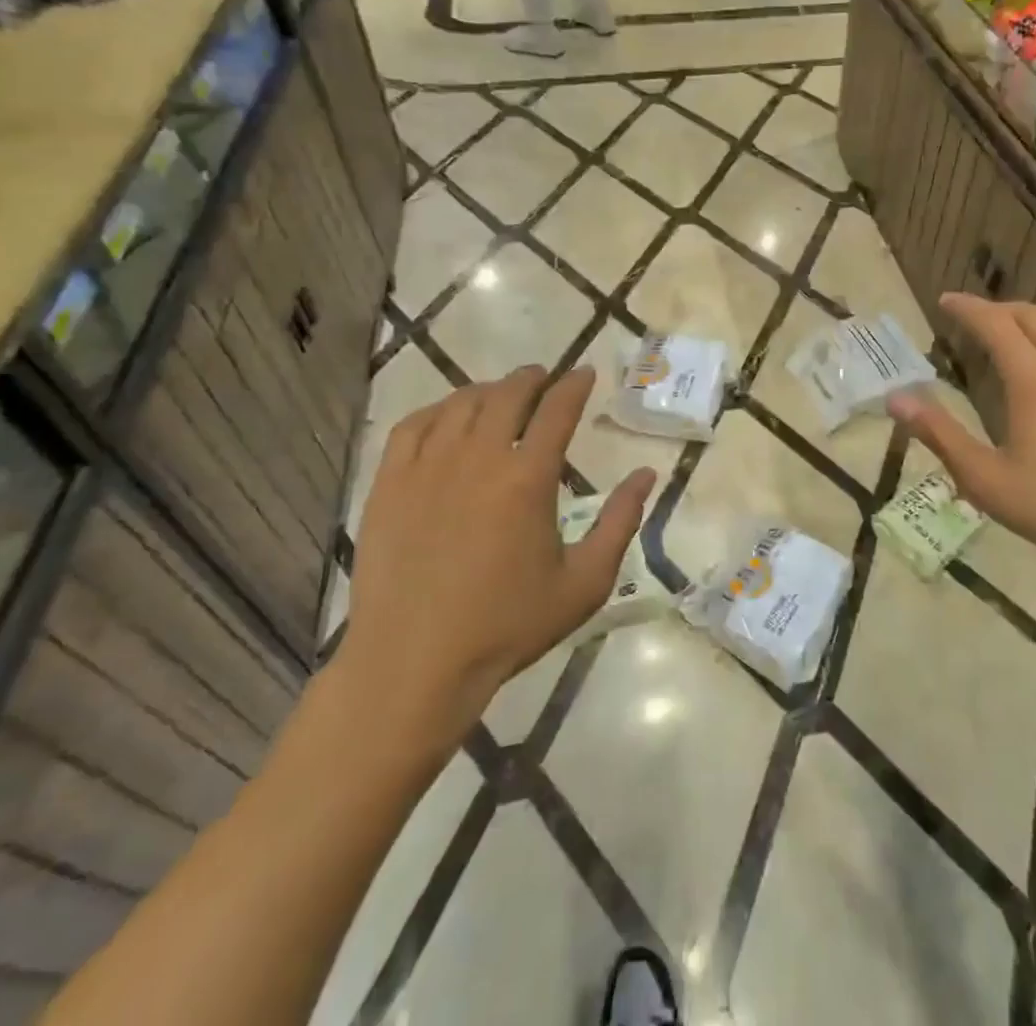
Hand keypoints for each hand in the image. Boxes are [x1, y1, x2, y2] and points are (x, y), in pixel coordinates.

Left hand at [337, 367, 655, 730]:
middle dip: (531, 379)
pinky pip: (413, 426)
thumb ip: (620, 523)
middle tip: (543, 378)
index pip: (557, 410)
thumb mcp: (583, 583)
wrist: (414, 662)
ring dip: (487, 391)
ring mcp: (427, 467)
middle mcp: (478, 458)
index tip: (585, 373)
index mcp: (528, 479)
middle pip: (507, 395)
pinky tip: (446, 418)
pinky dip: (437, 410)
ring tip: (500, 395)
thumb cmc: (507, 625)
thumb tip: (646, 475)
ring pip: (461, 404)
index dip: (574, 385)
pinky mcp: (389, 484)